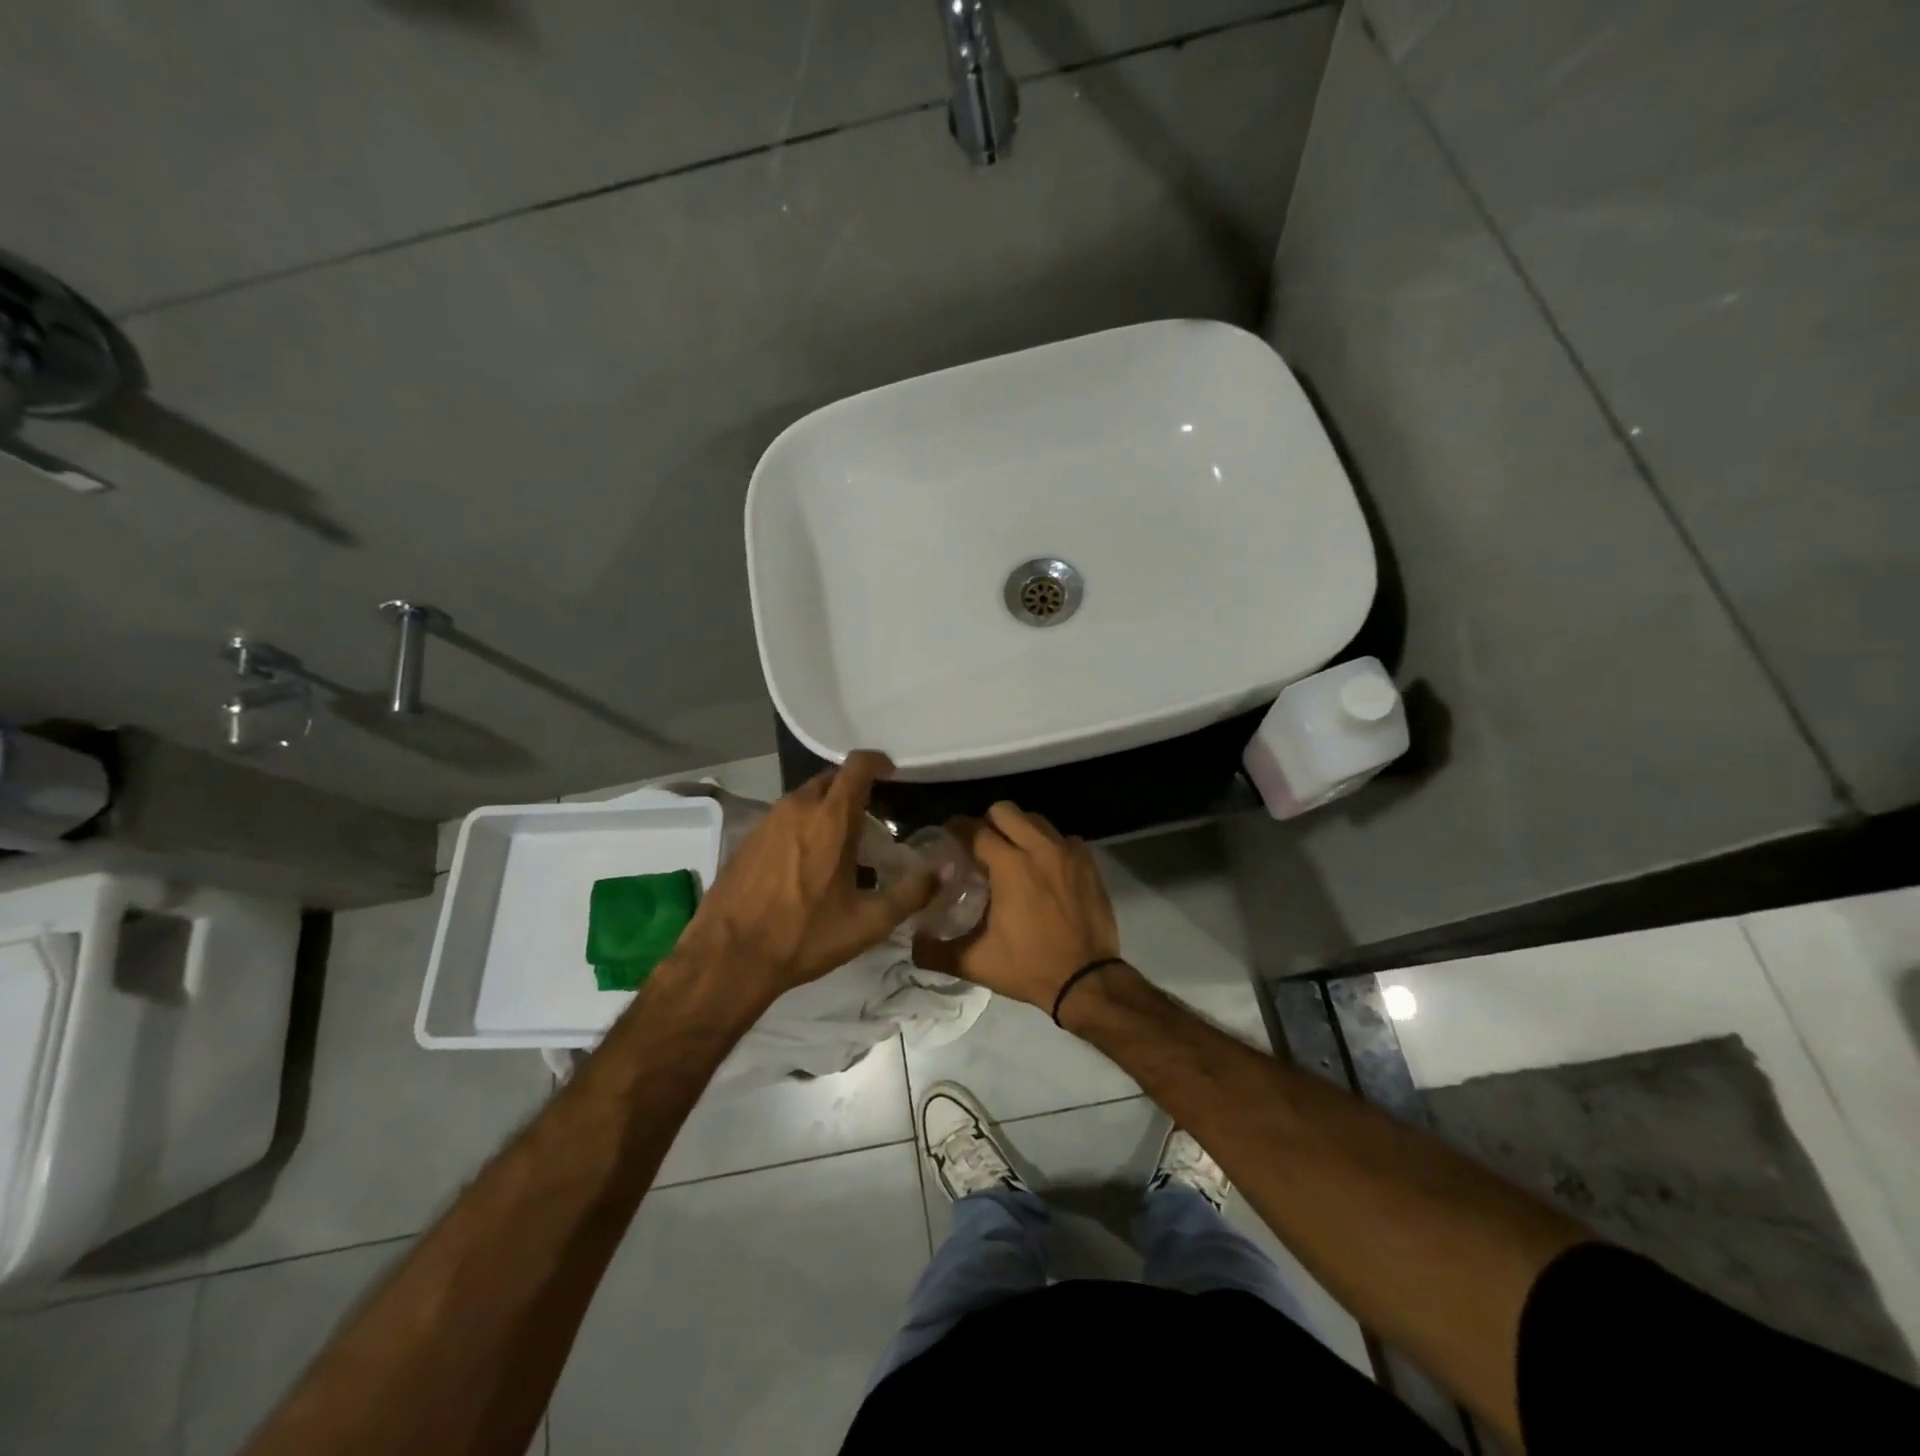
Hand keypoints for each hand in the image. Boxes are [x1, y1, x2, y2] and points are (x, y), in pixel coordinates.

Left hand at [680, 751, 935, 997]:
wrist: (729, 957)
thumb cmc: (805, 935)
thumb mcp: (868, 923)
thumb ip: (911, 894)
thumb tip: (940, 874)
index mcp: (830, 818)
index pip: (857, 766)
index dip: (877, 762)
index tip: (891, 773)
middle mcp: (797, 808)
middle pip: (830, 780)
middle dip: (852, 790)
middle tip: (869, 819)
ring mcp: (767, 821)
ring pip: (805, 799)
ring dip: (825, 810)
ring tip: (839, 844)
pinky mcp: (747, 839)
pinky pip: (783, 818)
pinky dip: (801, 826)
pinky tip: (805, 863)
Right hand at [913, 802, 1120, 1010]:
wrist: (1087, 981)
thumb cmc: (1029, 967)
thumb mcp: (976, 963)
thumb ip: (937, 952)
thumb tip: (913, 944)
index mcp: (1010, 866)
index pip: (974, 829)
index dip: (956, 829)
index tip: (947, 837)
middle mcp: (1039, 848)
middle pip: (1005, 811)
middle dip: (987, 822)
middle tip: (979, 846)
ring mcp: (1068, 852)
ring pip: (1036, 820)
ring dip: (1019, 830)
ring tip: (1011, 854)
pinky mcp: (1088, 862)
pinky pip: (1063, 838)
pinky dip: (1049, 846)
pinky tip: (1043, 868)